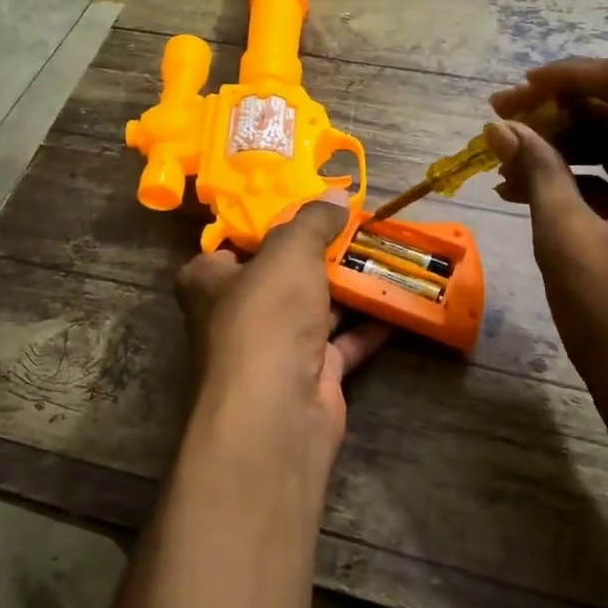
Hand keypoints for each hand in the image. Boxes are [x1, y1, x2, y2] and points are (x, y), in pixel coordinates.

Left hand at [175, 191, 390, 476]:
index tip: (306, 206)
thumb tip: (335, 194)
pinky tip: (397, 305)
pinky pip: (341, 344)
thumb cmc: (266, 317)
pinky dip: (367, 327)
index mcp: (210, 281)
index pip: (233, 243)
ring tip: (385, 257)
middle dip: (319, 254)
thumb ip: (312, 221)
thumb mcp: (289, 252)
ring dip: (348, 289)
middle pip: (281, 276)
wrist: (277, 413)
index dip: (267, 223)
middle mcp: (236, 314)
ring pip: (314, 309)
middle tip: (358, 227)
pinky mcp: (308, 377)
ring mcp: (273, 350)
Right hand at [486, 60, 607, 472]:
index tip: (516, 91)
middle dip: (564, 114)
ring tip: (507, 163)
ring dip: (572, 148)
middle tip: (501, 125)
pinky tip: (536, 190)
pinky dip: (592, 181)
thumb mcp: (568, 244)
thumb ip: (538, 172)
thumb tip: (502, 126)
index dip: (570, 78)